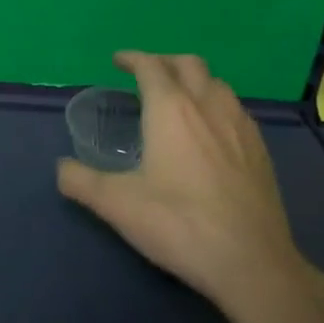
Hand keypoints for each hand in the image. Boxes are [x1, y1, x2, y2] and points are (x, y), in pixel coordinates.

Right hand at [58, 52, 316, 318]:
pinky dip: (217, 106)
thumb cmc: (179, 224)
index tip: (118, 61)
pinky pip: (237, 110)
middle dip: (165, 62)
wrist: (252, 264)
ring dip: (195, 81)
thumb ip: (81, 181)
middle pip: (189, 64)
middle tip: (146, 75)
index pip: (150, 66)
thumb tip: (61, 168)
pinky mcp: (262, 152)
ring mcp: (241, 127)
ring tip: (179, 100)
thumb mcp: (116, 204)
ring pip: (218, 84)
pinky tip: (211, 133)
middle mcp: (208, 107)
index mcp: (171, 109)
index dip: (132, 58)